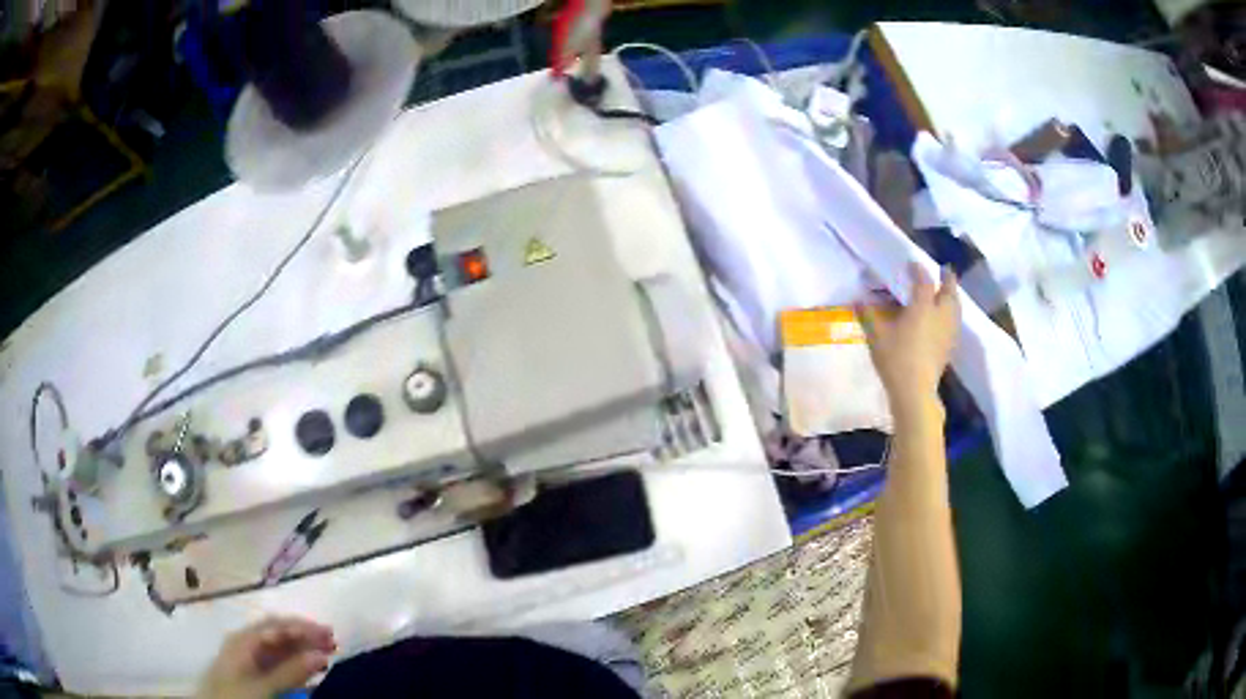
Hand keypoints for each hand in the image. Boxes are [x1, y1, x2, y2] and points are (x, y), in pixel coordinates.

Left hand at [196, 617, 336, 698]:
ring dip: (302, 650)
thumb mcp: (263, 686)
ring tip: (326, 655)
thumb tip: (321, 654)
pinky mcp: (250, 675)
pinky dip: (294, 665)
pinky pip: (276, 664)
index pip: (275, 626)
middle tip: (333, 642)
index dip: (302, 627)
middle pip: (277, 633)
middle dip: (304, 636)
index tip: (328, 633)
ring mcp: (246, 660)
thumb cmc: (235, 696)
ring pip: (278, 649)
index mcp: (243, 640)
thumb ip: (290, 672)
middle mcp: (244, 644)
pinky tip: (309, 671)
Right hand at [858, 264, 959, 417]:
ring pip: (956, 306)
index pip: (924, 280)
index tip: (912, 264)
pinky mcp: (950, 346)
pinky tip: (945, 319)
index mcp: (923, 306)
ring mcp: (948, 331)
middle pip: (950, 290)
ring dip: (952, 296)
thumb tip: (858, 300)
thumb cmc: (895, 359)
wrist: (915, 391)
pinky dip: (952, 313)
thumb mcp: (876, 336)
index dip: (918, 270)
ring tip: (947, 293)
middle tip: (943, 271)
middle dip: (947, 279)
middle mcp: (940, 314)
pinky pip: (955, 322)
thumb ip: (869, 315)